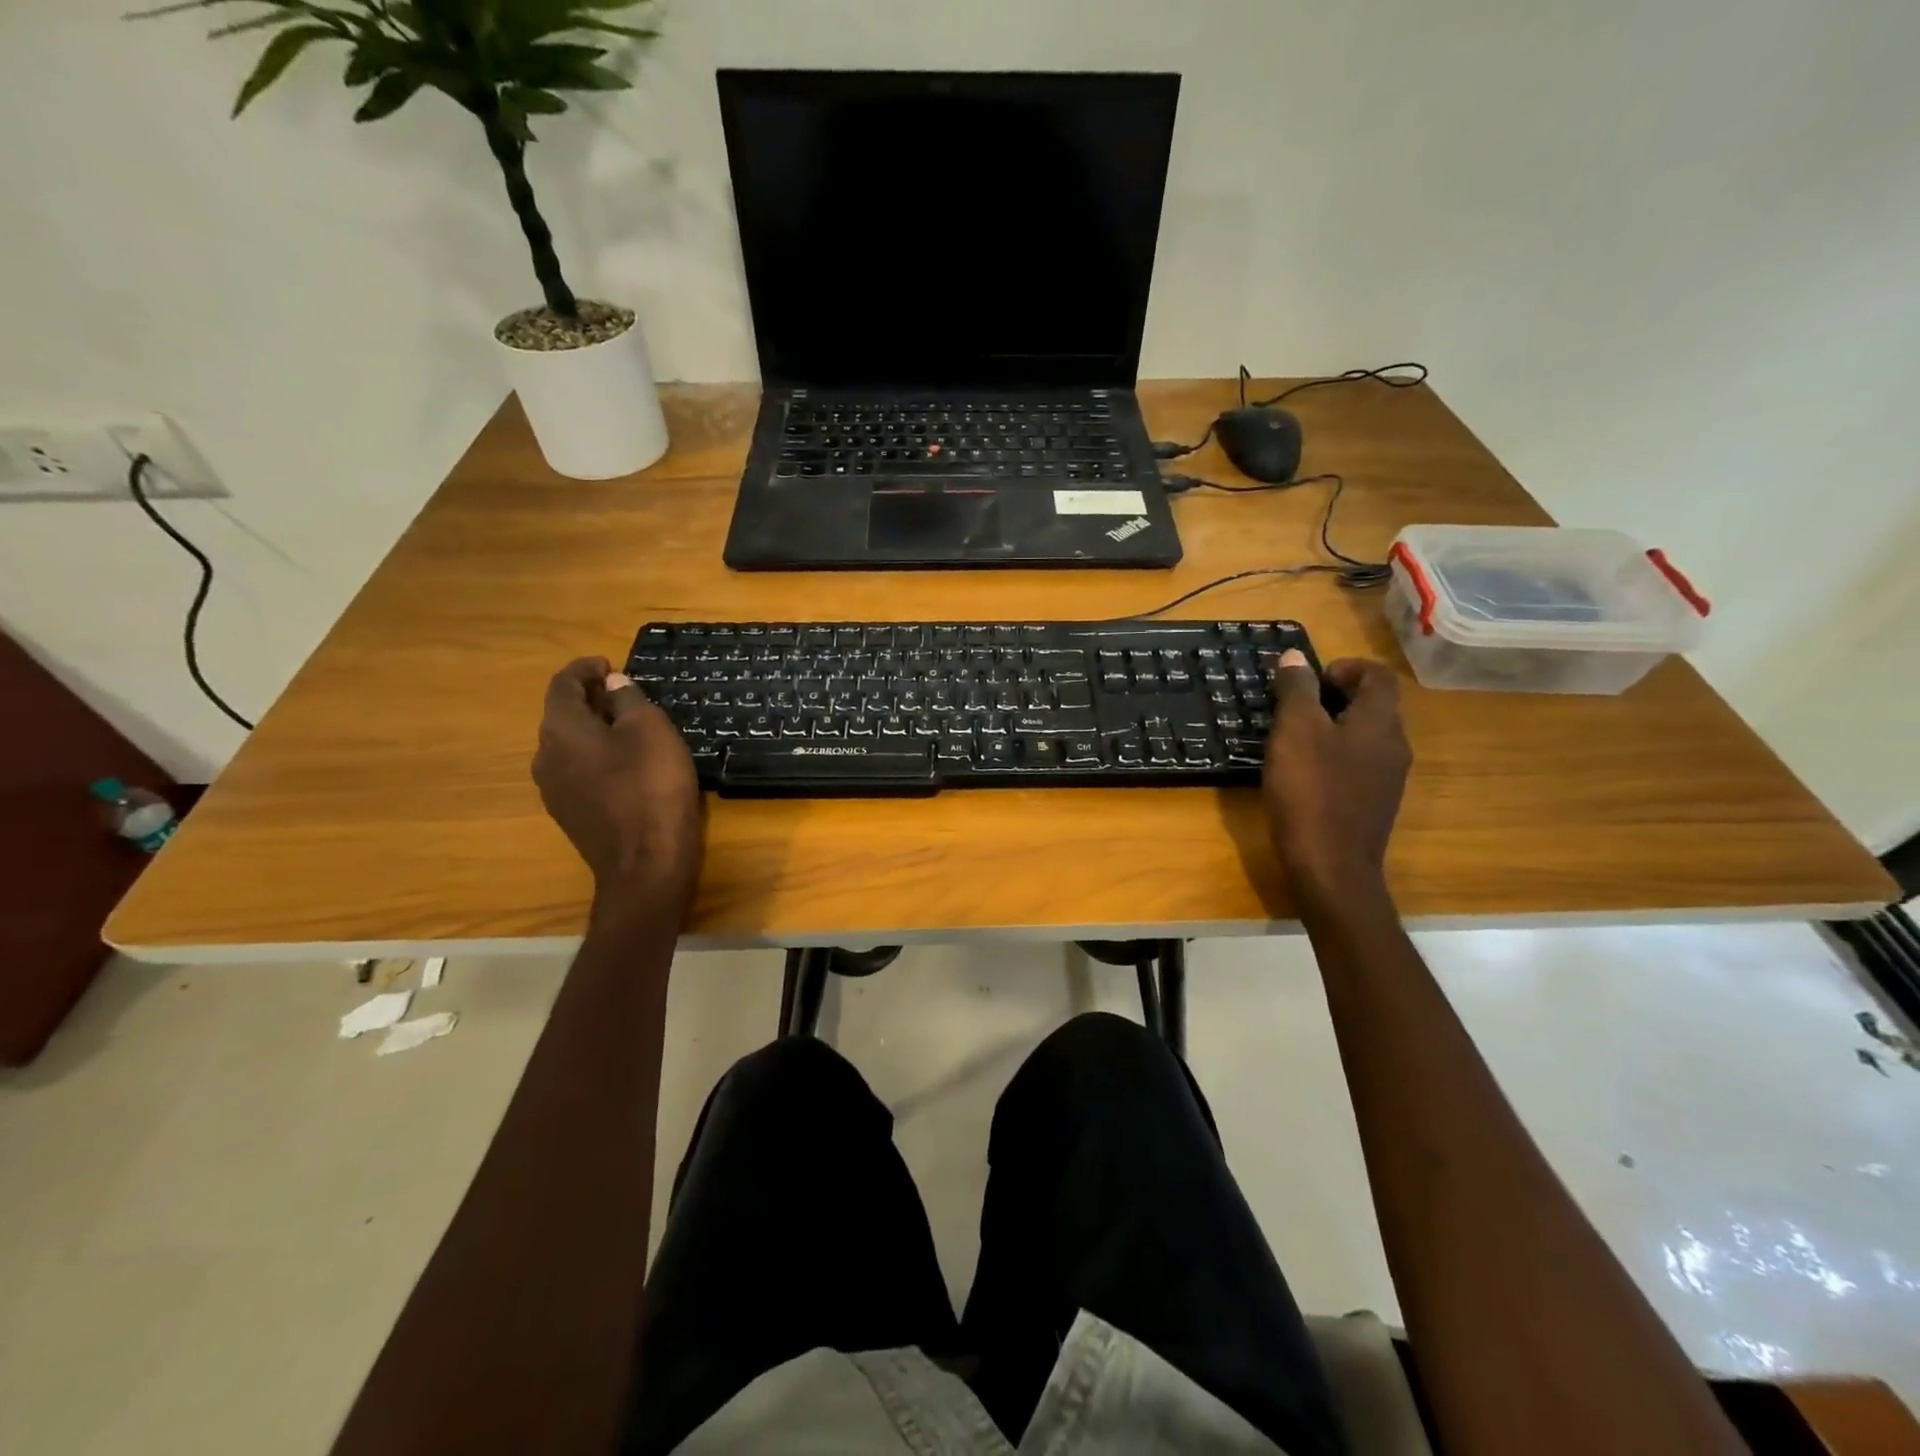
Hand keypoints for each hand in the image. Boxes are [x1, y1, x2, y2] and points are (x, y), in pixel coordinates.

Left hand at [532, 658, 703, 905]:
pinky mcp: (571, 815)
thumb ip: (628, 699)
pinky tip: (626, 764)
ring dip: (594, 729)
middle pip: (562, 715)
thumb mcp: (650, 730)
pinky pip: (579, 771)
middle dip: (591, 699)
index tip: (609, 663)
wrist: (646, 863)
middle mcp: (545, 757)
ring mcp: (554, 790)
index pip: (562, 685)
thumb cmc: (651, 786)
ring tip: (629, 727)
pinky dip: (597, 756)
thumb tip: (612, 684)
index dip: (585, 668)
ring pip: (570, 745)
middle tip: (625, 693)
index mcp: (561, 730)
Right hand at [1262, 651, 1410, 902]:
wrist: (1331, 867)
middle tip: (1294, 705)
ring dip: (1333, 727)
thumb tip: (1295, 656)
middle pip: (1373, 705)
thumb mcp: (1295, 731)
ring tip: (1293, 738)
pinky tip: (1304, 773)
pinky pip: (1357, 764)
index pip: (1378, 676)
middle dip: (1335, 696)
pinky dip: (1334, 756)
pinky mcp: (1373, 804)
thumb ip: (1296, 690)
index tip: (1309, 679)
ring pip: (1364, 736)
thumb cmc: (1311, 791)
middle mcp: (1394, 746)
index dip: (1345, 667)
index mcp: (1380, 722)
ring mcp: (1387, 778)